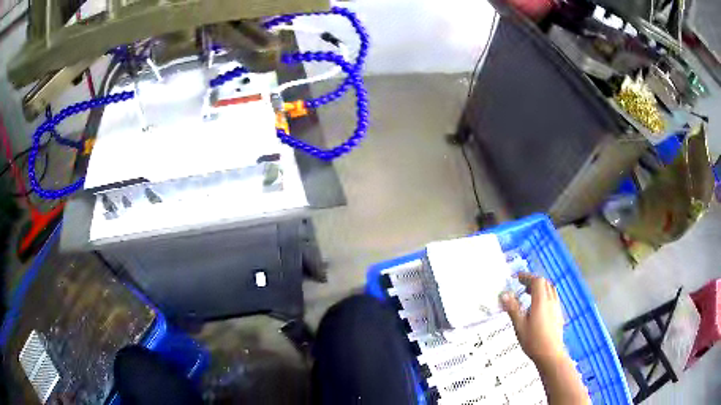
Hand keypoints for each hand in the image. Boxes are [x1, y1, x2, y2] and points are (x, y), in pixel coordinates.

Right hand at [500, 272, 566, 364]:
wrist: (550, 354)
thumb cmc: (533, 341)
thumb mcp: (519, 325)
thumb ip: (513, 308)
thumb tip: (504, 294)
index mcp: (541, 301)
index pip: (537, 281)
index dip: (527, 277)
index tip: (517, 278)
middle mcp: (551, 301)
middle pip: (544, 283)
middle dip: (533, 281)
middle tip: (521, 286)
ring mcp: (556, 307)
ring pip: (550, 290)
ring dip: (540, 288)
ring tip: (529, 295)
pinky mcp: (559, 314)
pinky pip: (553, 298)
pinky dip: (545, 296)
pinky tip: (538, 307)